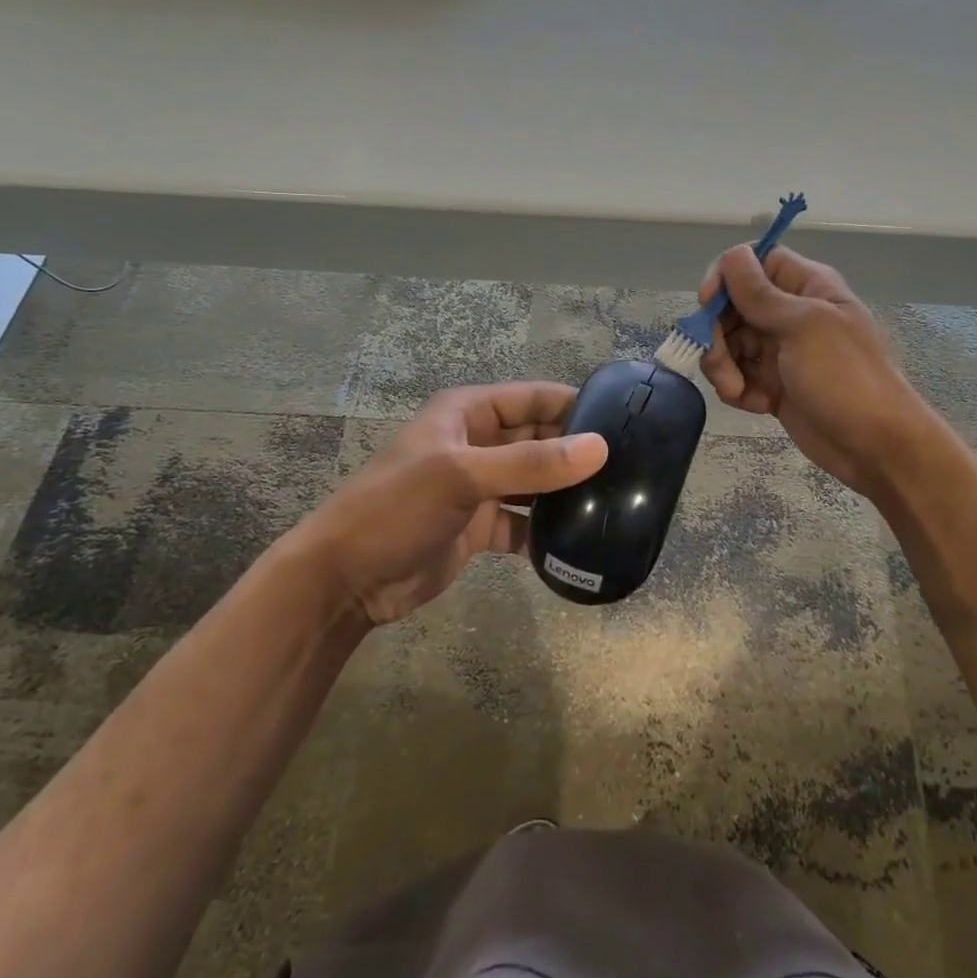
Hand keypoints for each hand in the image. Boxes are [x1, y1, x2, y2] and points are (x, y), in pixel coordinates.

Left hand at [288, 383, 606, 624]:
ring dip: (566, 491)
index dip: (574, 405)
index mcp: (468, 414)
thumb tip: (600, 448)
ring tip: (616, 501)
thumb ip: (531, 463)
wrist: (346, 580)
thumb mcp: (462, 476)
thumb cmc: (397, 509)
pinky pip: (523, 522)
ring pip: (534, 482)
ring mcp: (479, 487)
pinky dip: (546, 531)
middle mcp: (478, 444)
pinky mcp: (479, 527)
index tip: (624, 420)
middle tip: (630, 468)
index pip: (533, 398)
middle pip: (538, 439)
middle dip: (576, 451)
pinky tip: (579, 542)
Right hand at [699, 245, 931, 496]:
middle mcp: (790, 313)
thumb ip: (760, 293)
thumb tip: (733, 254)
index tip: (708, 303)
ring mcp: (781, 351)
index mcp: (806, 286)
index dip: (726, 277)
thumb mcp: (803, 326)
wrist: (876, 447)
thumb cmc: (845, 377)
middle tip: (718, 361)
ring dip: (722, 366)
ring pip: (729, 344)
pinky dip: (737, 389)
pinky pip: (738, 376)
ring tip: (735, 390)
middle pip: (732, 306)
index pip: (754, 263)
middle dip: (716, 333)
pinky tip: (754, 405)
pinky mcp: (773, 386)